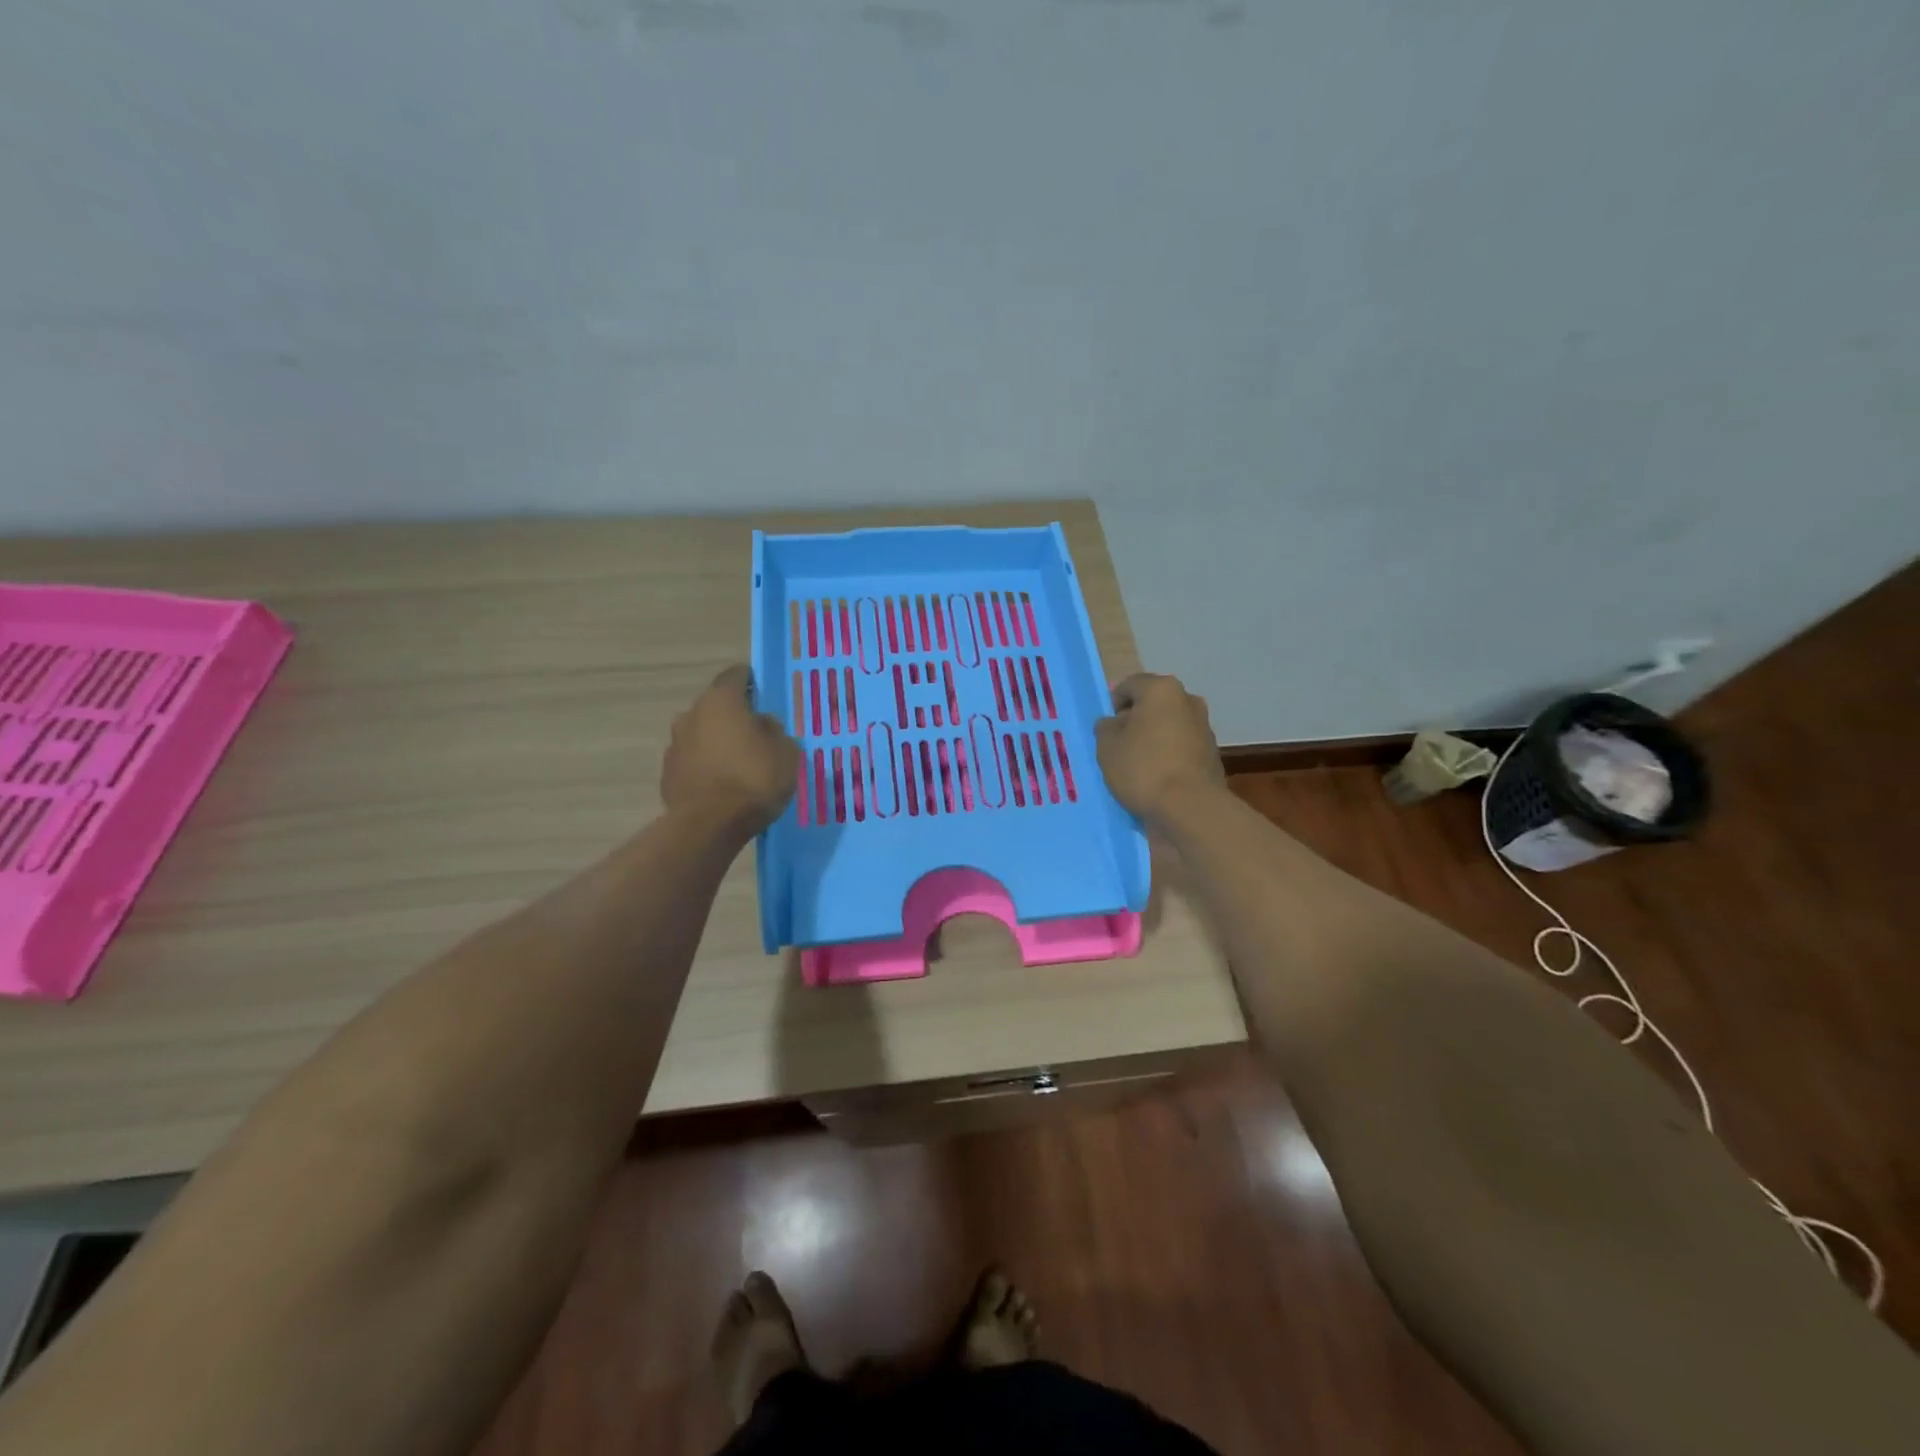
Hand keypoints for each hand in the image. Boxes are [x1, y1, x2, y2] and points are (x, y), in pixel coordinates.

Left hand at [662, 666, 800, 832]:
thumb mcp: (786, 752)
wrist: (709, 825)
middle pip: (716, 706)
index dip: (753, 682)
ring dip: (718, 743)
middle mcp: (692, 714)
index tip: (766, 696)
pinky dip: (707, 768)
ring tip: (740, 764)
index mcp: (721, 700)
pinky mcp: (668, 774)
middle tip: (758, 734)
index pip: (736, 675)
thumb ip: (774, 731)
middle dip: (735, 717)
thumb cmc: (754, 778)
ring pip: (702, 735)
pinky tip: (723, 786)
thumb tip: (762, 725)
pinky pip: (693, 762)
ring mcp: (675, 745)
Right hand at [1095, 672, 1223, 822]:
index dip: (1113, 703)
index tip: (1105, 727)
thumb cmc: (1143, 768)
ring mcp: (1204, 728)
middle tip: (1119, 744)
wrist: (1190, 808)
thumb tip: (1114, 723)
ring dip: (1153, 738)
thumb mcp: (1107, 747)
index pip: (1130, 685)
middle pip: (1153, 705)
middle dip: (1135, 720)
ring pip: (1169, 726)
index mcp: (1162, 690)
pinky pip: (1181, 748)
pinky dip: (1168, 755)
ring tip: (1137, 764)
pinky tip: (1156, 777)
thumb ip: (1106, 728)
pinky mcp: (1212, 754)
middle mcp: (1188, 701)